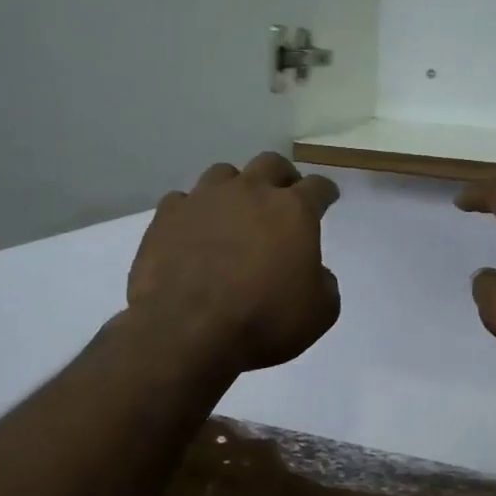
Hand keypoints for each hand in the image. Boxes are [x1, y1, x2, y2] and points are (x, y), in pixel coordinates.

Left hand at [128, 152, 340, 371]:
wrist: (188, 331)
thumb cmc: (265, 321)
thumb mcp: (320, 311)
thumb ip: (324, 282)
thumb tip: (313, 272)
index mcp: (293, 211)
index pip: (318, 187)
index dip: (325, 192)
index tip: (327, 198)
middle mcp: (250, 192)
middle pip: (271, 164)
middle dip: (282, 177)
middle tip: (284, 195)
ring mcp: (204, 199)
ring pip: (224, 174)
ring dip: (236, 187)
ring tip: (236, 210)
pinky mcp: (167, 216)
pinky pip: (184, 201)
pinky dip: (194, 212)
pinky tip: (195, 230)